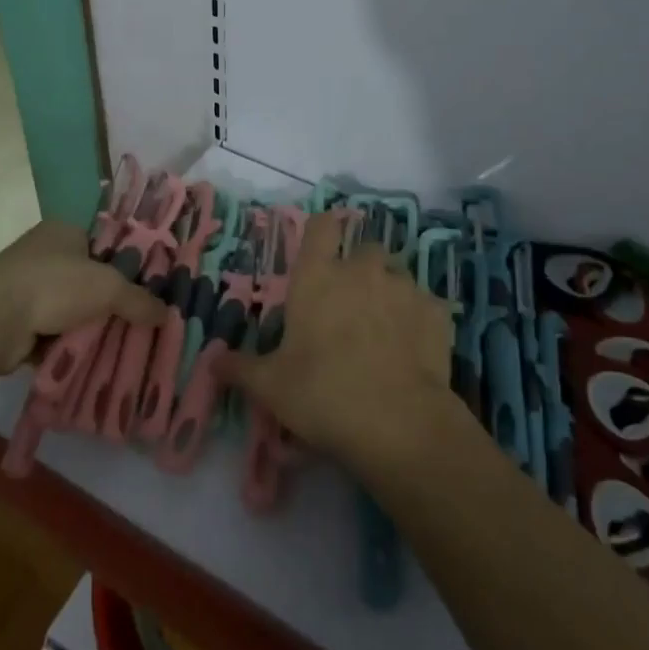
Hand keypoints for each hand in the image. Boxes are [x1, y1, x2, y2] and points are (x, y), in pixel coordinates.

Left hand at [0, 220, 161, 371]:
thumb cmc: (54, 284)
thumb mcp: (108, 287)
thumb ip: (138, 300)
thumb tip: (167, 315)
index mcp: (65, 231)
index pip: (105, 242)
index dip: (128, 263)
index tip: (150, 286)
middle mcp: (45, 254)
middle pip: (90, 279)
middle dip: (111, 303)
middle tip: (141, 322)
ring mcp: (28, 288)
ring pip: (72, 310)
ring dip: (89, 328)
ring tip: (121, 346)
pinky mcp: (16, 322)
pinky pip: (53, 335)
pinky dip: (68, 347)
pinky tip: (90, 361)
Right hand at [220, 211, 457, 470]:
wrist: (399, 423)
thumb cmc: (323, 394)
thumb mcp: (271, 386)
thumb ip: (240, 368)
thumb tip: (212, 360)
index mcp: (318, 277)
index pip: (321, 226)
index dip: (322, 232)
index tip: (321, 249)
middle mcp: (362, 270)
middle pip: (363, 249)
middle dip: (359, 269)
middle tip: (350, 304)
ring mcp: (404, 288)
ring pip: (397, 275)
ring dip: (389, 293)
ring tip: (384, 330)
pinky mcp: (436, 313)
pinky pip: (426, 305)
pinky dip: (419, 320)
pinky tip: (414, 350)